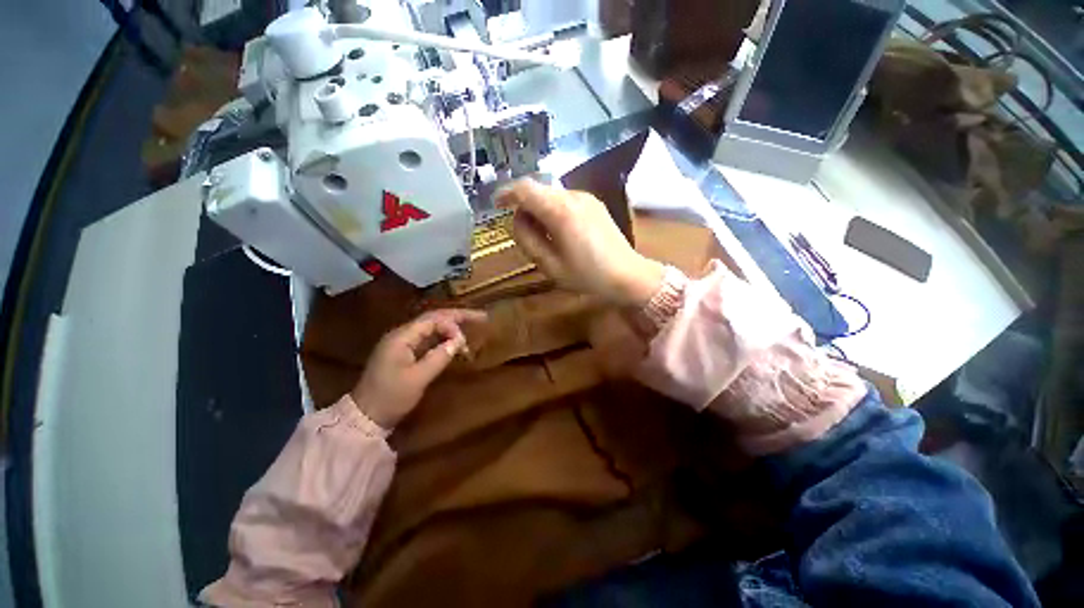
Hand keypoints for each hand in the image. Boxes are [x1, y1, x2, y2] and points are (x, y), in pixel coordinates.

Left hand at [351, 309, 486, 428]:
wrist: (365, 416)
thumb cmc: (391, 397)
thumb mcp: (418, 378)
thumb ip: (440, 356)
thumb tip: (459, 341)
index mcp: (402, 337)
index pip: (433, 319)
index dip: (453, 324)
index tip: (465, 340)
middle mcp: (402, 334)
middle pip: (434, 318)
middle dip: (458, 317)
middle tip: (481, 317)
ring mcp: (403, 343)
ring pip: (432, 327)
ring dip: (452, 327)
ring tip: (473, 326)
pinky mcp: (405, 353)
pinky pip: (428, 338)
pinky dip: (444, 338)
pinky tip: (455, 341)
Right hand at [497, 179, 664, 307]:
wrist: (628, 275)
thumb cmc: (587, 276)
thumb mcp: (550, 265)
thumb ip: (528, 239)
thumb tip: (518, 219)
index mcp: (561, 211)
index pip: (525, 189)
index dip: (506, 193)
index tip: (496, 205)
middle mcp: (573, 196)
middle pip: (538, 190)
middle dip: (524, 207)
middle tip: (524, 233)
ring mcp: (587, 198)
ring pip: (551, 196)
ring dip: (540, 210)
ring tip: (545, 237)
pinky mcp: (595, 204)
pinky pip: (565, 201)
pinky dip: (554, 211)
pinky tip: (560, 233)